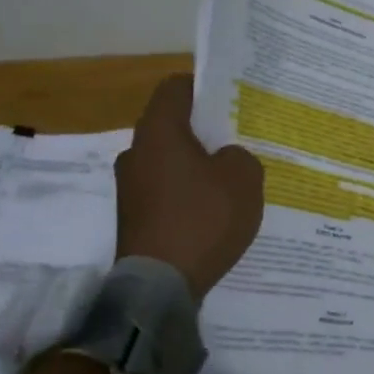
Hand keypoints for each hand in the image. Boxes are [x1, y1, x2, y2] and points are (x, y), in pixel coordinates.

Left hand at [114, 75, 264, 298]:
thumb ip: (240, 155)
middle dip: (203, 130)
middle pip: (171, 126)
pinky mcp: (133, 217)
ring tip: (228, 180)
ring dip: (194, 165)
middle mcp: (136, 152)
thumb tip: (225, 159)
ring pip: (168, 160)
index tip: (230, 99)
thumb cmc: (203, 219)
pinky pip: (164, 190)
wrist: (160, 286)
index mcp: (158, 131)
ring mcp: (129, 187)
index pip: (175, 88)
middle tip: (237, 140)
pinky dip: (185, 193)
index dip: (203, 87)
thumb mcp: (244, 178)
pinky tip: (211, 211)